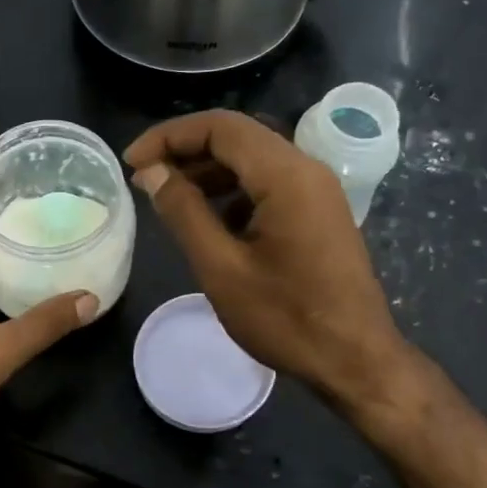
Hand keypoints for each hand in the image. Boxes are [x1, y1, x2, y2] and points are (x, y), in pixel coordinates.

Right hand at [123, 110, 414, 408]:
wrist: (355, 360)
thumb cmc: (286, 319)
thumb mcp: (221, 268)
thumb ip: (184, 212)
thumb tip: (152, 173)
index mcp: (286, 176)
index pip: (220, 127)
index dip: (169, 137)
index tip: (131, 162)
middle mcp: (306, 170)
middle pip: (238, 137)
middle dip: (185, 150)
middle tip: (144, 177)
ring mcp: (317, 191)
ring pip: (253, 160)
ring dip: (207, 170)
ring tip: (167, 197)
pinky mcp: (318, 212)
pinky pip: (269, 184)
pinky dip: (232, 191)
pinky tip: (208, 221)